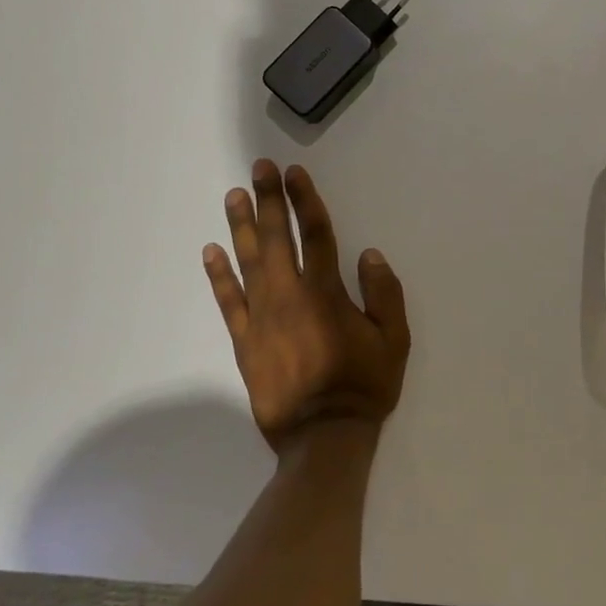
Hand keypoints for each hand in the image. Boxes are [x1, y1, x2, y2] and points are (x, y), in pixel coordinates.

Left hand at [203, 159, 410, 453]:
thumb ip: (384, 294)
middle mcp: (289, 296)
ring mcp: (261, 317)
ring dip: (240, 226)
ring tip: (234, 196)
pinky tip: (211, 252)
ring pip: (248, 262)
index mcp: (326, 293)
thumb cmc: (364, 386)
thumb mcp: (394, 341)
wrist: (322, 437)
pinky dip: (219, 275)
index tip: (293, 173)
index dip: (304, 200)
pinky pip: (228, 301)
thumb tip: (369, 254)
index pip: (315, 235)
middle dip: (268, 200)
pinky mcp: (244, 340)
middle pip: (275, 238)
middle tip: (259, 168)